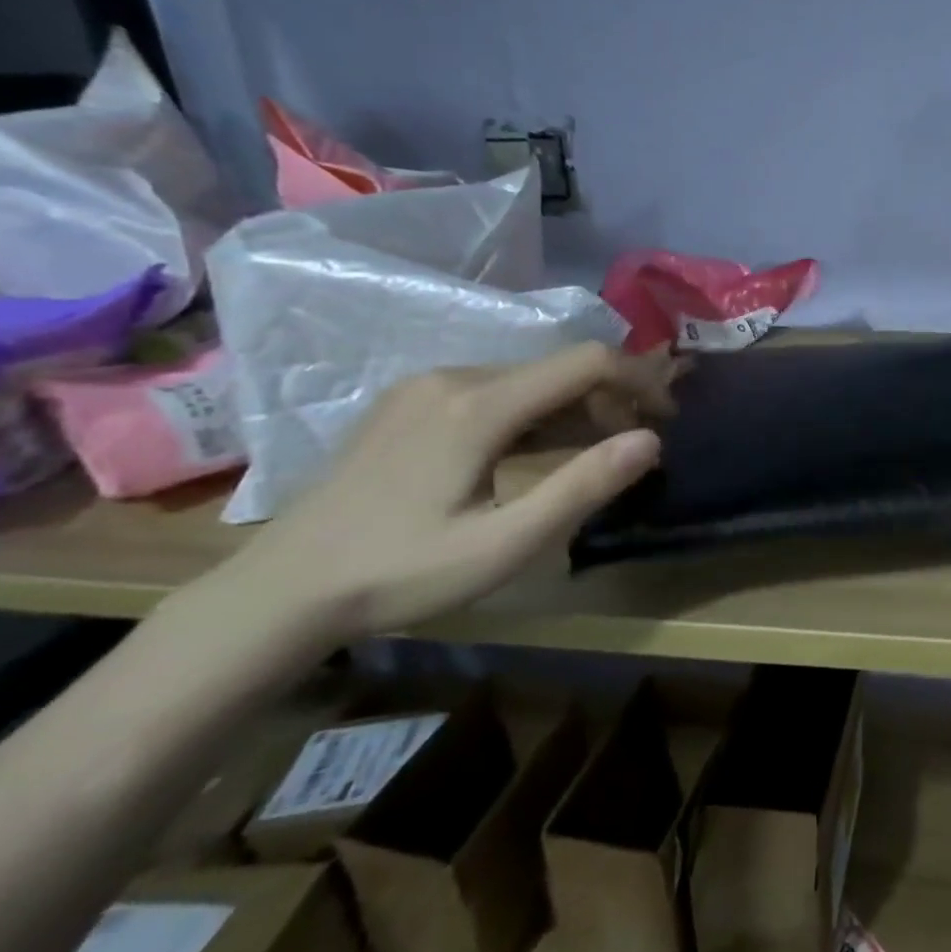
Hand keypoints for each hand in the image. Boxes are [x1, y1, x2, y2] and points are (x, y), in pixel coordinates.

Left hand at [197, 343, 671, 644]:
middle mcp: (453, 378)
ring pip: (528, 377)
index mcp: (479, 406)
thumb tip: (651, 441)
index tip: (668, 416)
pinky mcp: (408, 402)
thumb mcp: (507, 544)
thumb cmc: (402, 573)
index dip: (639, 380)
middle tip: (635, 446)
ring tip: (593, 452)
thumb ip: (583, 487)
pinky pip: (494, 388)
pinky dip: (534, 410)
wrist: (282, 590)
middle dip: (611, 397)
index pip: (586, 361)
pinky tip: (533, 450)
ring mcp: (424, 386)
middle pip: (559, 367)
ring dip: (574, 406)